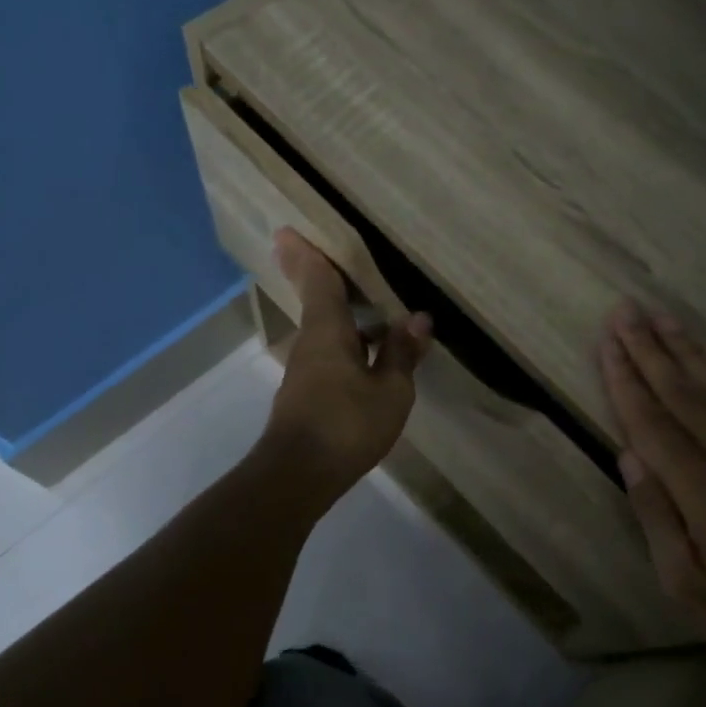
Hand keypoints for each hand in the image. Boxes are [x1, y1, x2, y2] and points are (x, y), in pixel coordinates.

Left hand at [259, 229, 432, 499]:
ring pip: (326, 332)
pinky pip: (329, 356)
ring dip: (345, 319)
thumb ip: (401, 354)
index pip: (317, 281)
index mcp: (328, 331)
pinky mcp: (305, 396)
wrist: (298, 476)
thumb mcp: (390, 391)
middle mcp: (310, 344)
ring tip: (375, 314)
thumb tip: (417, 318)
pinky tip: (370, 359)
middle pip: (319, 303)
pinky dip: (347, 346)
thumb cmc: (346, 425)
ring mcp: (304, 372)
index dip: (307, 254)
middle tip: (339, 262)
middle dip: (324, 281)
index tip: (287, 231)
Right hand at [598, 303, 705, 688]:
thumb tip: (628, 456)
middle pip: (682, 391)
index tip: (606, 341)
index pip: (652, 422)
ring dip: (685, 348)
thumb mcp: (688, 585)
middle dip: (649, 348)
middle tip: (625, 310)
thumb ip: (657, 517)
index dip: (625, 379)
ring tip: (660, 316)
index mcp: (703, 490)